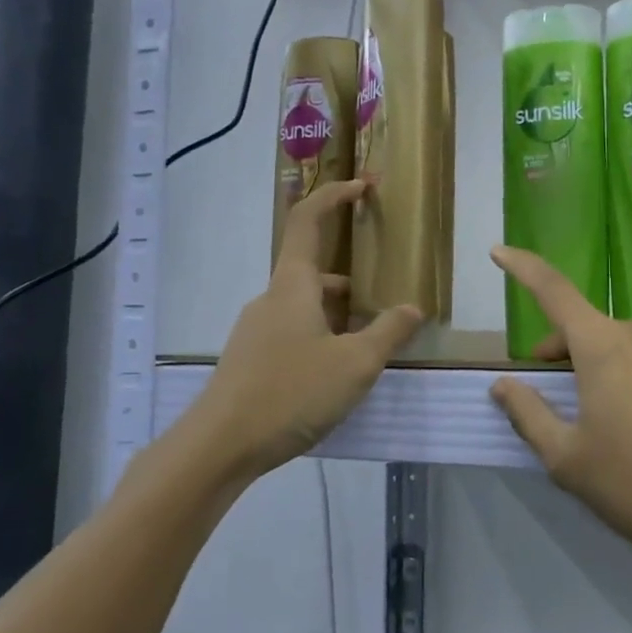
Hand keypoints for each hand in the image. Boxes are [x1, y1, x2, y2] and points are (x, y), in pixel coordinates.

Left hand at [196, 181, 421, 479]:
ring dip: (337, 317)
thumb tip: (412, 308)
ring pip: (304, 308)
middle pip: (313, 272)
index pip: (308, 221)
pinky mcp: (250, 360)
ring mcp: (256, 330)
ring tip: (367, 349)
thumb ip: (388, 333)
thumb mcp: (355, 364)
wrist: (219, 446)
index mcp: (293, 286)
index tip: (362, 186)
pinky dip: (319, 338)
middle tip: (383, 307)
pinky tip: (334, 376)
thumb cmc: (290, 392)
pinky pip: (292, 333)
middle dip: (351, 284)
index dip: (334, 195)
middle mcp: (271, 299)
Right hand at [488, 246, 631, 572]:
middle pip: (594, 329)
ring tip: (627, 415)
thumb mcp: (568, 460)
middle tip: (565, 392)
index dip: (522, 267)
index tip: (499, 251)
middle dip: (570, 351)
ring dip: (619, 363)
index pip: (552, 291)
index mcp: (602, 345)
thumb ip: (528, 414)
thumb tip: (502, 384)